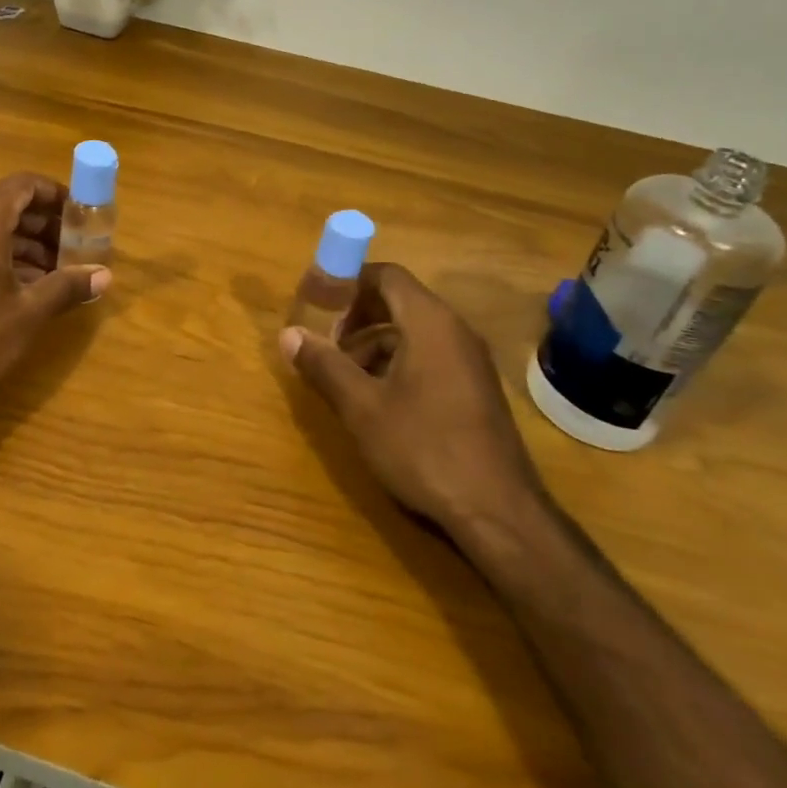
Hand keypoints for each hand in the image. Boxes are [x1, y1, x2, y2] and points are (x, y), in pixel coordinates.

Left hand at [0, 173, 109, 407]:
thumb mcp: (28, 312)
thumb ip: (67, 287)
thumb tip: (105, 276)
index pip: (23, 185)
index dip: (56, 194)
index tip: (82, 214)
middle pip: (9, 206)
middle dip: (46, 224)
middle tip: (76, 247)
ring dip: (28, 245)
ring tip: (59, 273)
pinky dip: (5, 259)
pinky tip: (26, 290)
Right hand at [281, 263, 544, 537]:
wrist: (498, 512)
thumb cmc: (424, 448)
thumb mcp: (362, 407)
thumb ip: (324, 365)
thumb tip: (288, 335)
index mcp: (429, 323)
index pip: (385, 275)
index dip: (346, 281)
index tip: (315, 301)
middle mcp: (454, 330)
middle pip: (398, 301)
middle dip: (356, 317)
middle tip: (326, 345)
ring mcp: (469, 360)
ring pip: (411, 332)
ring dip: (372, 344)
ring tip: (345, 380)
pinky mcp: (474, 388)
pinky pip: (428, 355)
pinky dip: (396, 363)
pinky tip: (377, 401)